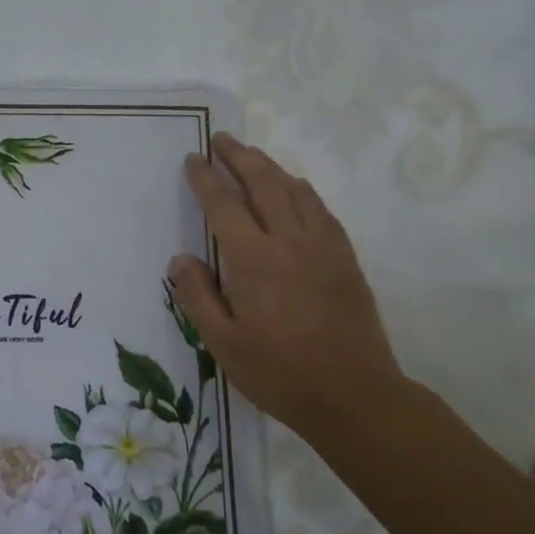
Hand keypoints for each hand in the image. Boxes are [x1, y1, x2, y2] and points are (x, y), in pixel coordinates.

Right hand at [169, 133, 405, 440]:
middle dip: (240, 156)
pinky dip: (301, 189)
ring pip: (296, 190)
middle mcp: (289, 241)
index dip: (206, 179)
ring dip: (271, 167)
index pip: (224, 205)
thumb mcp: (222, 343)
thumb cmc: (278, 372)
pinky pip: (321, 208)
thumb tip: (180, 258)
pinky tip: (294, 190)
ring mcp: (323, 247)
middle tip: (221, 139)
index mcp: (253, 260)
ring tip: (252, 156)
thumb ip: (198, 296)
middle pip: (263, 183)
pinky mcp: (345, 258)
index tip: (192, 159)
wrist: (354, 394)